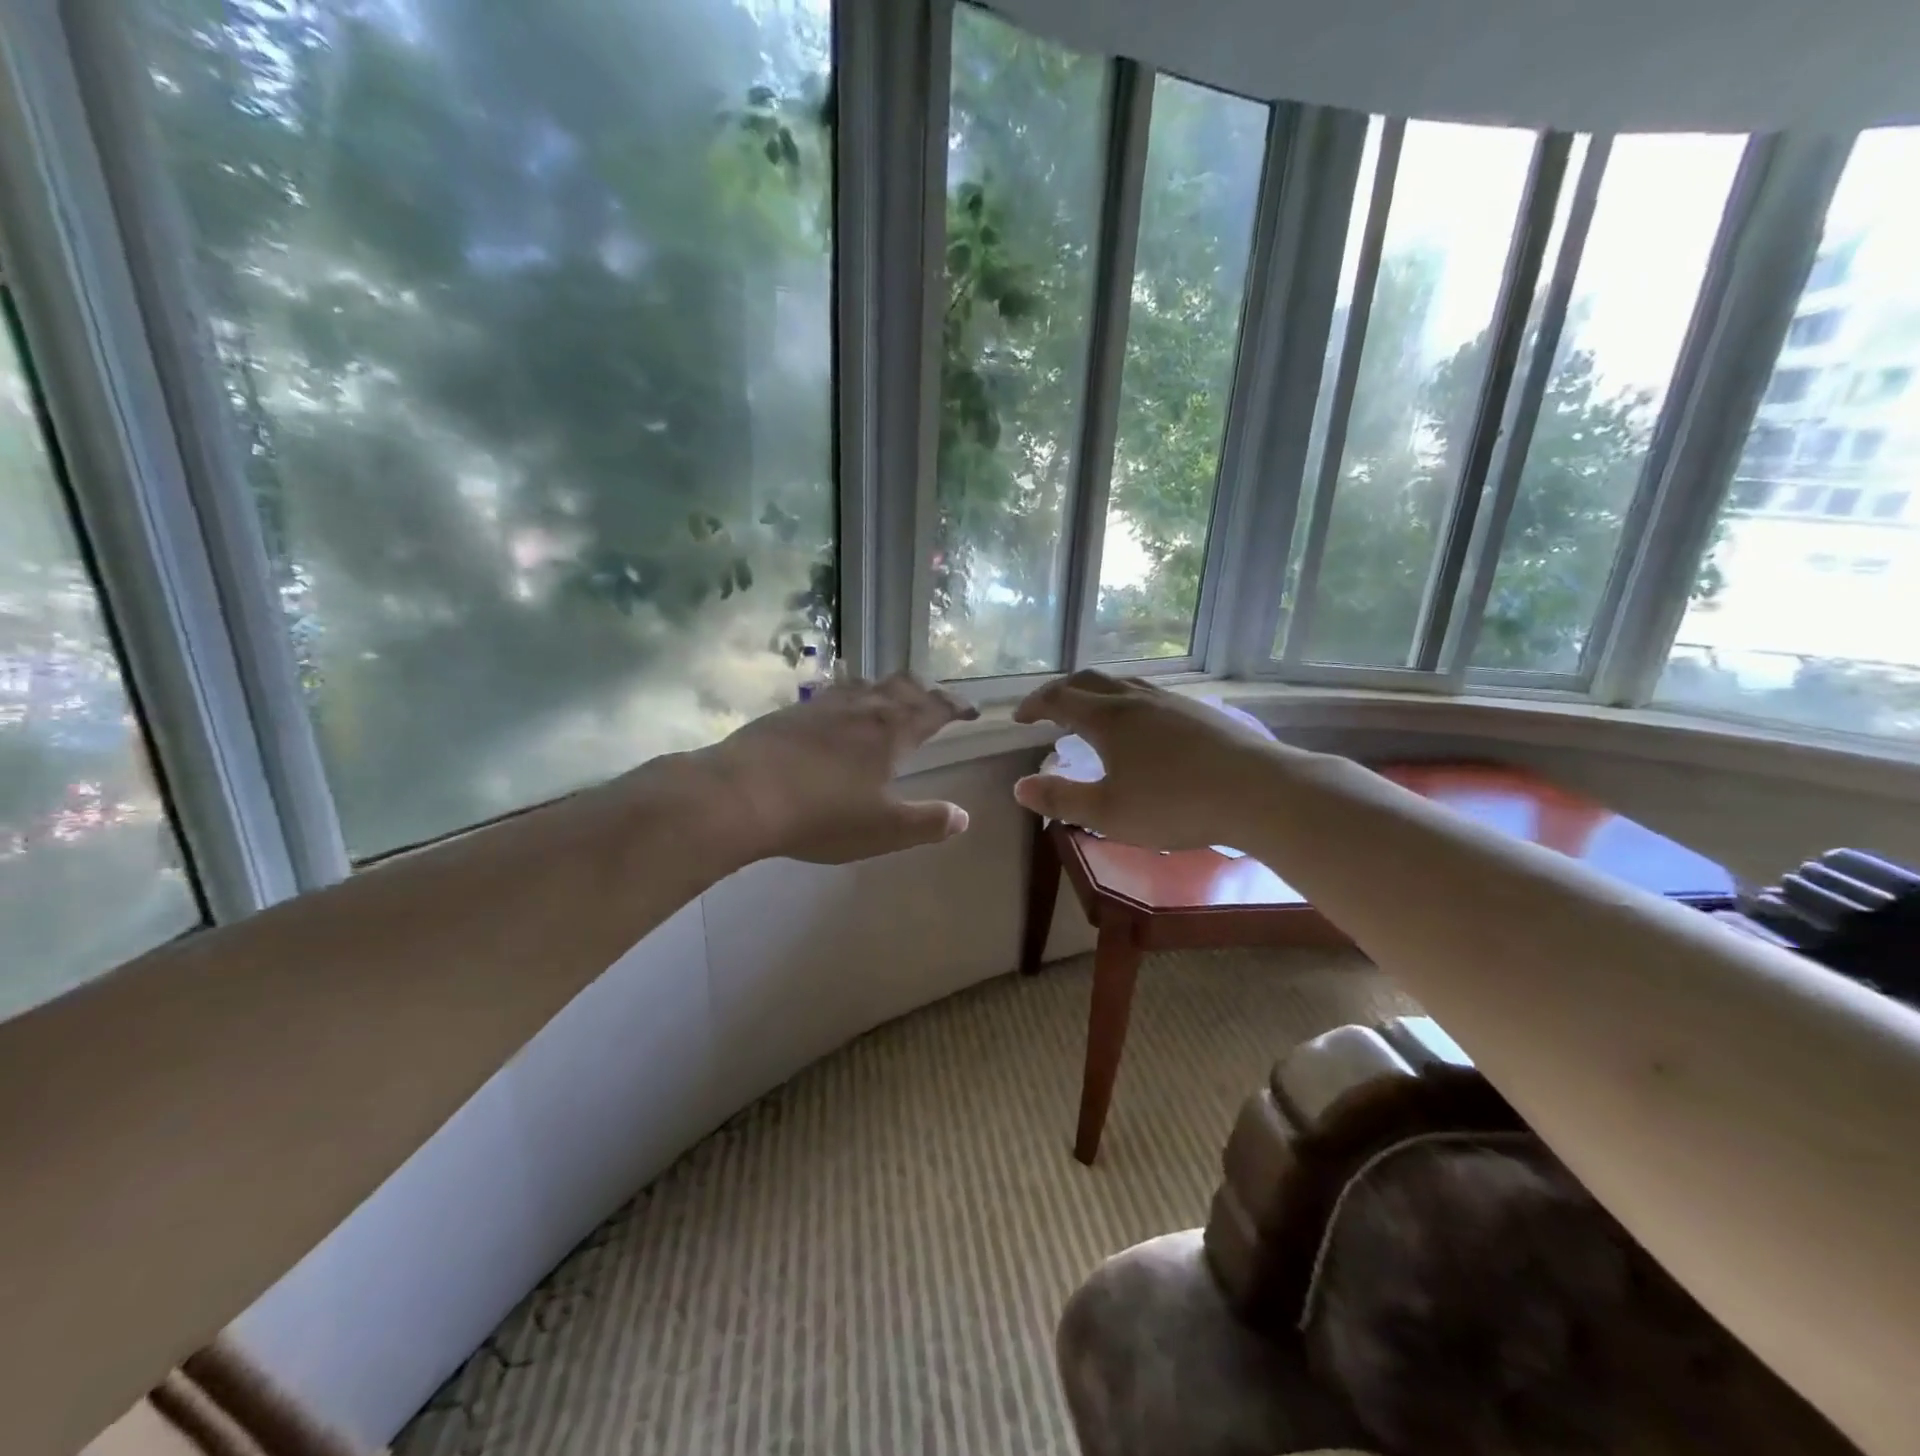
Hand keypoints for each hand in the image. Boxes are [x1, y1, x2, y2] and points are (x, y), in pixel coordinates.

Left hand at [696, 673, 979, 864]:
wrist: (740, 795)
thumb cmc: (821, 815)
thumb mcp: (883, 829)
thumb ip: (927, 822)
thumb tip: (963, 816)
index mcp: (892, 731)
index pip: (935, 708)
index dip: (956, 706)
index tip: (971, 711)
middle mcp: (862, 707)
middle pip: (902, 686)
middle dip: (925, 691)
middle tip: (935, 701)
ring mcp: (823, 705)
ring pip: (866, 684)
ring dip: (887, 689)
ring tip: (890, 700)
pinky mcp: (791, 712)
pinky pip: (833, 694)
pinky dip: (850, 697)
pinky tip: (838, 713)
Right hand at [1012, 671, 1285, 849]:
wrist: (1260, 791)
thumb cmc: (1175, 805)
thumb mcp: (1108, 813)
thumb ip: (1061, 799)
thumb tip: (1020, 787)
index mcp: (1108, 718)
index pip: (1059, 698)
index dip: (1033, 705)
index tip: (1018, 719)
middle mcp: (1136, 699)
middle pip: (1089, 681)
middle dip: (1061, 691)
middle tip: (1047, 711)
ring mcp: (1172, 701)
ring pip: (1123, 684)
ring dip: (1096, 694)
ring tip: (1090, 716)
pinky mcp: (1200, 712)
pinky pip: (1150, 695)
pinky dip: (1127, 703)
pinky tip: (1142, 729)